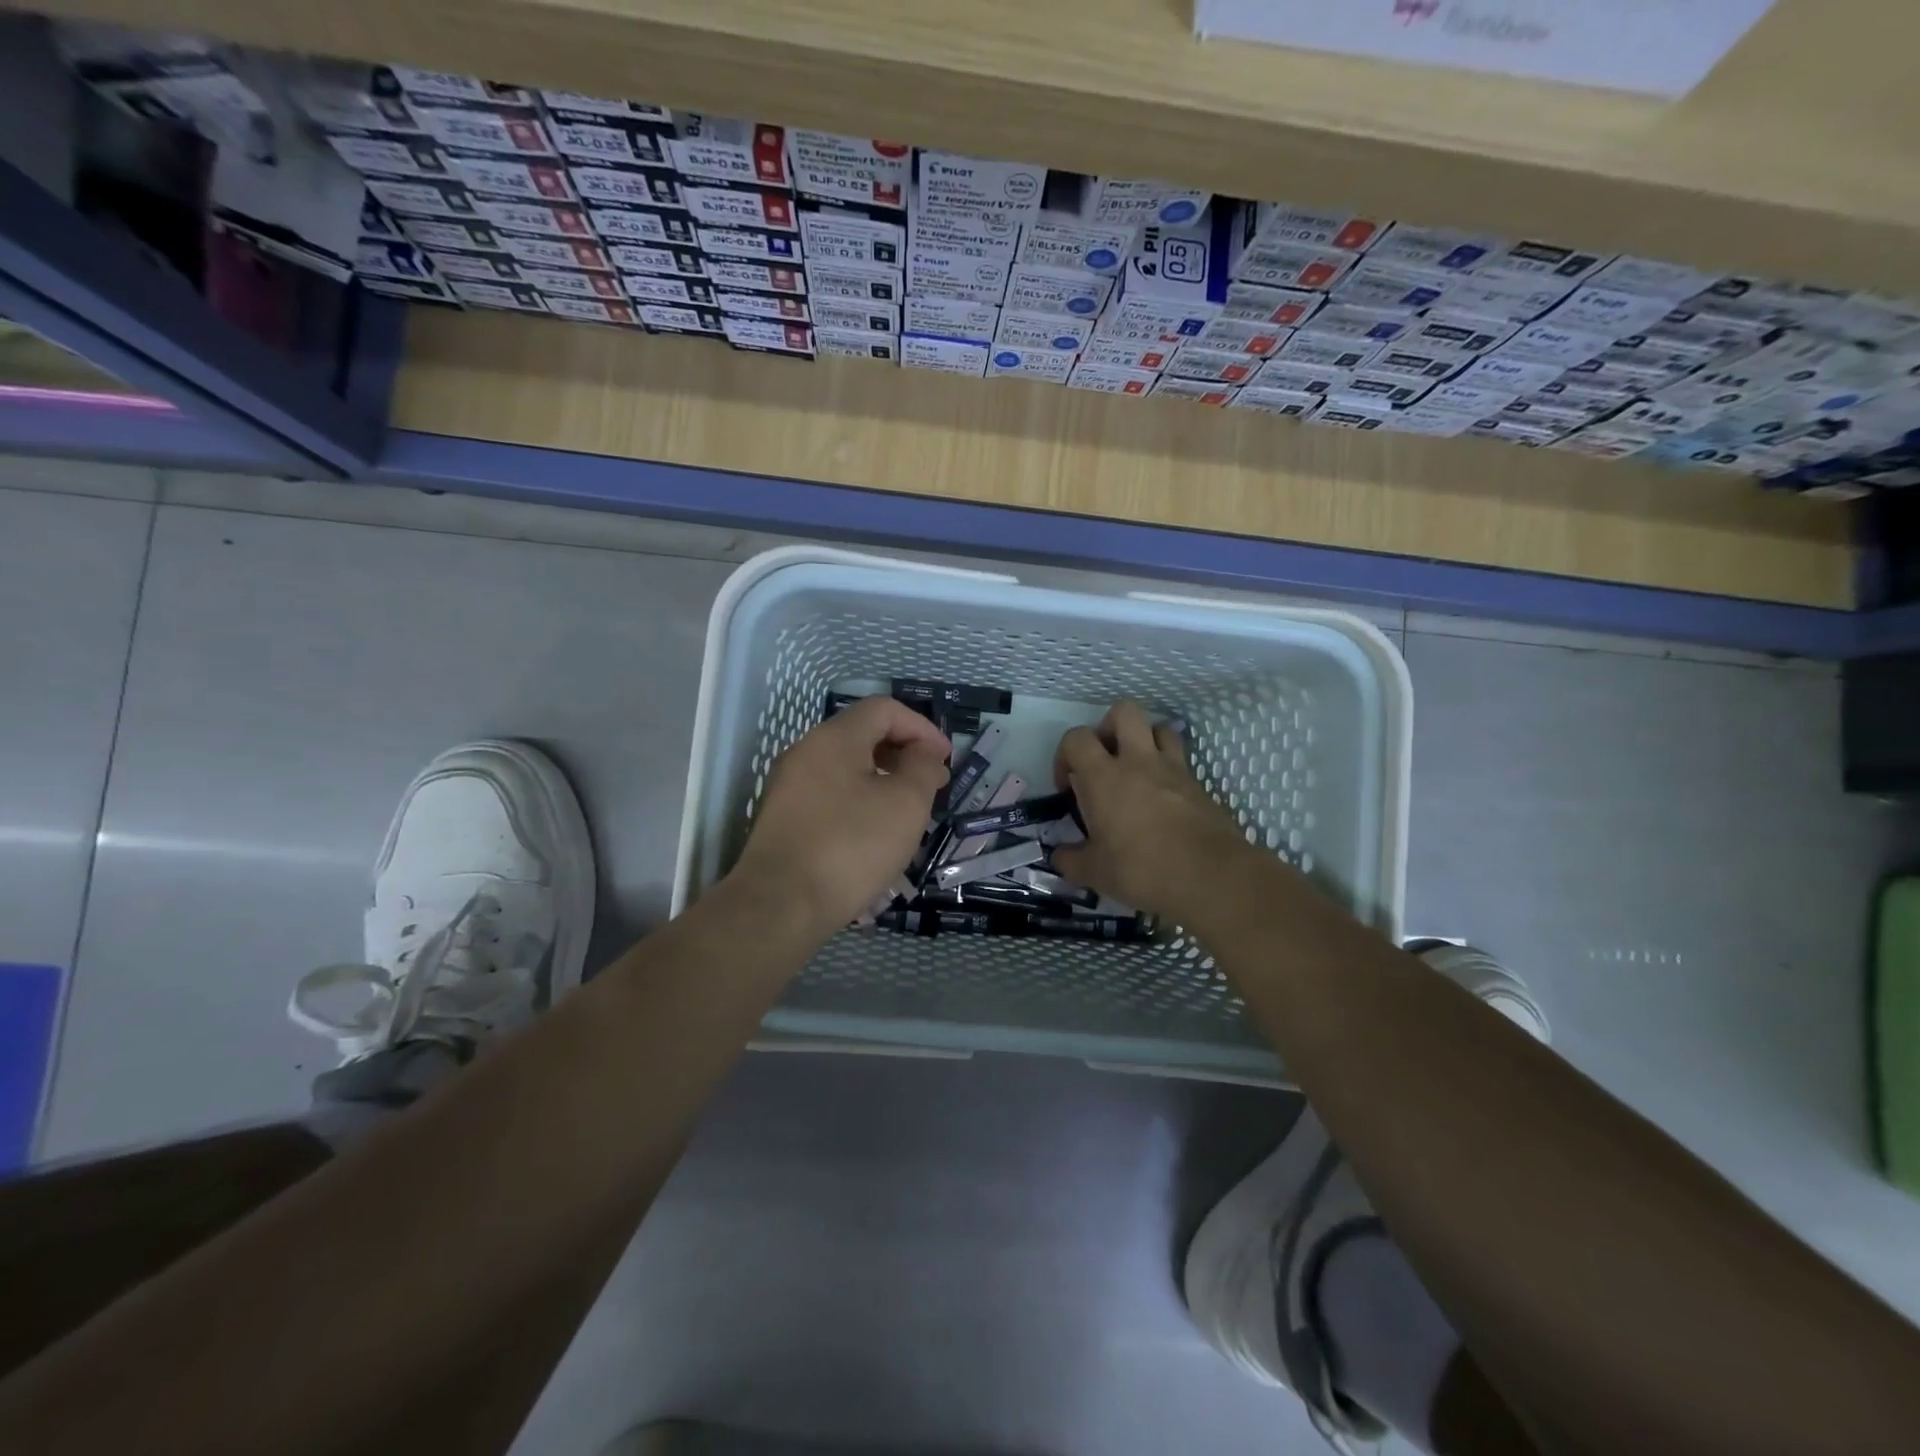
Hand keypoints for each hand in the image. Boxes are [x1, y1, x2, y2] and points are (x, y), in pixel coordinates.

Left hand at [733, 696, 949, 933]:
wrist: (780, 905)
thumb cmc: (851, 846)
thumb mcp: (906, 803)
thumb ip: (923, 767)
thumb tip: (923, 753)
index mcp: (834, 738)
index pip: (884, 709)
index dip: (922, 728)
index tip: (945, 761)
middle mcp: (806, 752)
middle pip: (863, 736)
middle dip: (904, 755)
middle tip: (932, 787)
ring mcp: (789, 786)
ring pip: (847, 769)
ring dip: (884, 782)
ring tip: (908, 815)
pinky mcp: (784, 819)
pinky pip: (830, 796)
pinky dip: (860, 803)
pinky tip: (875, 836)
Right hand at [1050, 702, 1254, 919]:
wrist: (1210, 876)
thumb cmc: (1142, 869)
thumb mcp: (1095, 873)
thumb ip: (1071, 860)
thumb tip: (1060, 857)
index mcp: (1104, 777)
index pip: (1076, 738)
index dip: (1065, 755)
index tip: (1068, 786)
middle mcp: (1138, 761)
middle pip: (1123, 712)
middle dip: (1108, 727)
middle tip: (1104, 760)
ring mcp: (1173, 768)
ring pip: (1159, 727)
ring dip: (1144, 740)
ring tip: (1136, 771)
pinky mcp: (1198, 784)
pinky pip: (1180, 760)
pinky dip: (1167, 768)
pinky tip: (1162, 798)